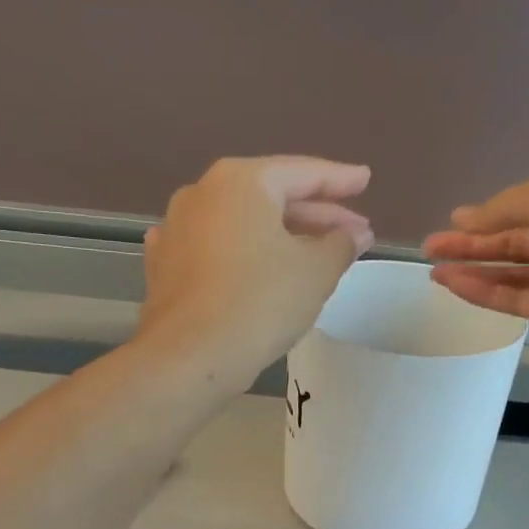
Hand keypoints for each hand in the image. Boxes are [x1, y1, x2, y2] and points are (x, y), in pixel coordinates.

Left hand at [139, 156, 374, 385]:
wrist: (190, 356)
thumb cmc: (260, 303)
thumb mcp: (316, 272)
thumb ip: (340, 244)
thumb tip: (354, 234)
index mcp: (241, 181)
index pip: (303, 172)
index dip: (340, 179)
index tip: (365, 180)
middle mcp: (202, 193)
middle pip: (270, 197)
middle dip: (315, 215)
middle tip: (353, 232)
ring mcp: (177, 229)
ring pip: (241, 224)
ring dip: (279, 237)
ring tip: (313, 254)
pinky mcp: (164, 266)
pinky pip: (214, 250)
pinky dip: (242, 254)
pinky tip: (253, 261)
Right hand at [423, 168, 528, 346]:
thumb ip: (502, 209)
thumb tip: (464, 218)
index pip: (526, 209)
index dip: (489, 215)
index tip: (453, 222)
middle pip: (514, 243)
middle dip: (472, 244)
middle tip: (431, 248)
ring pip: (511, 274)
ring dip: (473, 270)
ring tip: (434, 269)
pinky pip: (514, 299)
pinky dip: (484, 291)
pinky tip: (453, 284)